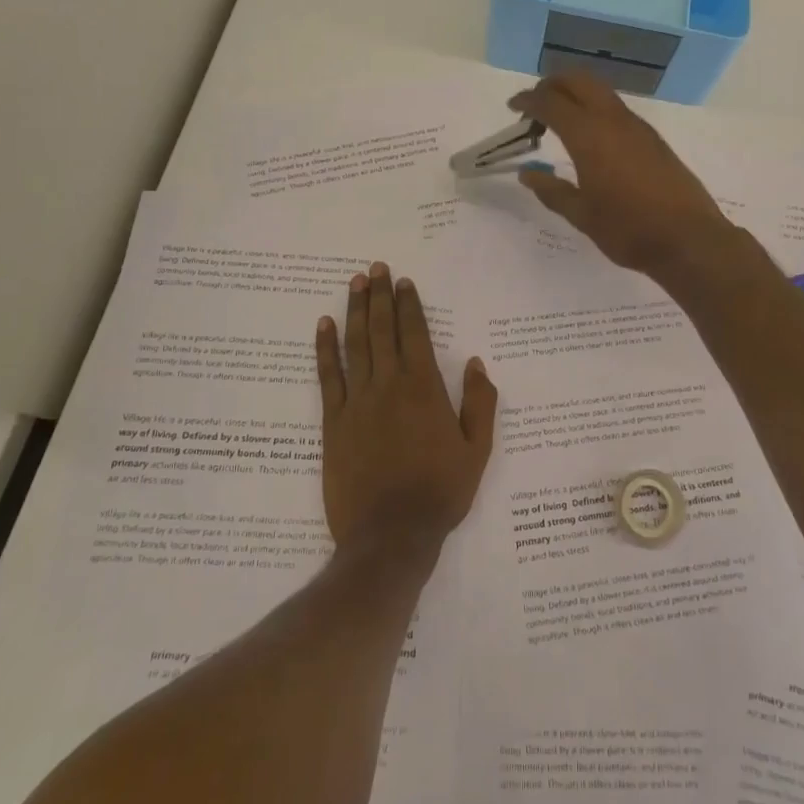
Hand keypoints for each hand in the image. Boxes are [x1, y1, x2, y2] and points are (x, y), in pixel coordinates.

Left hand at [315, 263, 496, 555]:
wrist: (391, 535)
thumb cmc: (440, 492)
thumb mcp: (476, 451)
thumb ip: (480, 404)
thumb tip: (476, 363)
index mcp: (424, 389)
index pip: (414, 334)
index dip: (408, 305)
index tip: (403, 281)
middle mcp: (388, 386)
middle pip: (382, 330)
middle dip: (379, 296)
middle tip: (375, 268)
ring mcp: (357, 402)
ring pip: (356, 345)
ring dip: (355, 311)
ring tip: (354, 283)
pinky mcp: (333, 422)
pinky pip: (328, 377)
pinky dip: (325, 349)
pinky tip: (323, 326)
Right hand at [510, 73, 736, 280]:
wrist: (689, 239)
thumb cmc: (628, 230)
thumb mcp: (582, 216)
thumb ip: (552, 191)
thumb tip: (528, 174)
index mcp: (589, 136)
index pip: (551, 103)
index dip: (528, 100)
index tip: (513, 108)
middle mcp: (613, 121)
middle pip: (579, 81)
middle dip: (553, 84)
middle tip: (535, 106)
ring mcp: (638, 127)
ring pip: (601, 92)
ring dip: (576, 95)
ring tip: (559, 121)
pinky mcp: (653, 139)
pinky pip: (616, 109)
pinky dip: (595, 109)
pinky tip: (591, 138)